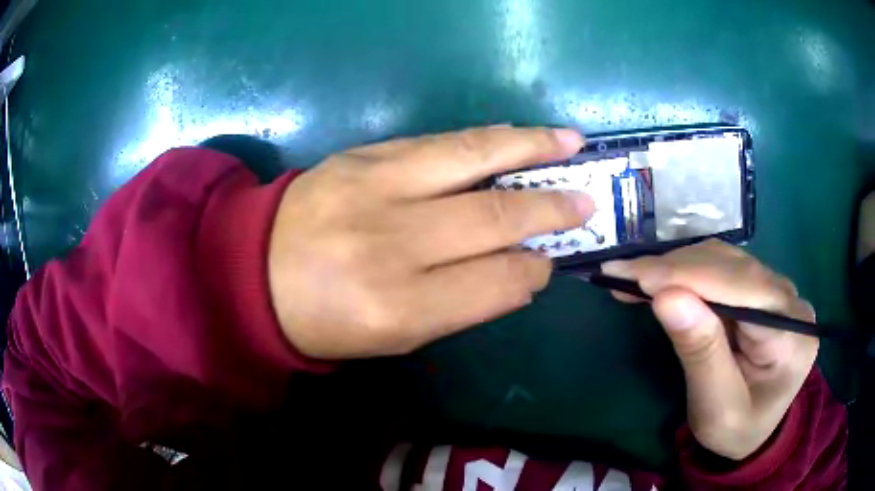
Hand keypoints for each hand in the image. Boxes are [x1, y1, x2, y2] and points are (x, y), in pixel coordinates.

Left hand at [268, 126, 594, 358]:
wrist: (252, 272)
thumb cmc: (325, 320)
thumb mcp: (394, 336)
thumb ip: (462, 305)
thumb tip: (523, 270)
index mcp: (398, 307)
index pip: (496, 281)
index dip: (534, 268)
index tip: (551, 259)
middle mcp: (391, 243)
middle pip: (494, 216)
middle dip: (550, 207)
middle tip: (586, 200)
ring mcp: (373, 188)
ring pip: (472, 159)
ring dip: (530, 148)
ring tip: (570, 142)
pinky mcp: (361, 155)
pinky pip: (437, 142)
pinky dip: (484, 139)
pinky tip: (514, 135)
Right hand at [602, 240, 818, 460]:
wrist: (755, 432)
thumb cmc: (736, 430)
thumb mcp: (716, 408)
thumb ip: (701, 353)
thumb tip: (666, 297)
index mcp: (792, 334)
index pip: (744, 289)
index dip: (691, 276)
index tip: (636, 275)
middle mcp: (790, 300)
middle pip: (734, 267)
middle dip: (676, 268)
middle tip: (622, 274)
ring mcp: (778, 290)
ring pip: (726, 260)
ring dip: (678, 266)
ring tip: (634, 277)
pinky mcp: (762, 290)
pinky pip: (723, 269)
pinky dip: (687, 272)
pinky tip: (661, 280)